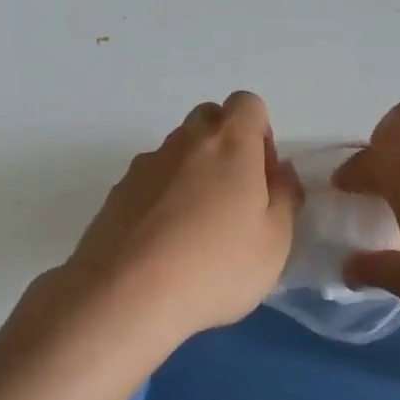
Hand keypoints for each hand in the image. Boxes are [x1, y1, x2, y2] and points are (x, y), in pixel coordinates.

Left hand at [53, 92, 301, 351]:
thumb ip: (284, 197)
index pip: (247, 104)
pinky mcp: (115, 194)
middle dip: (225, 145)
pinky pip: (149, 182)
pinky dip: (161, 199)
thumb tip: (280, 172)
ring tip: (197, 229)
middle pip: (208, 119)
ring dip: (192, 173)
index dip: (260, 132)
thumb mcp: (275, 241)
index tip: (263, 175)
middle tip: (234, 198)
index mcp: (230, 143)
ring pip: (176, 151)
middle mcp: (185, 142)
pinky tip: (164, 245)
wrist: (125, 296)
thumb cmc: (216, 266)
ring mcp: (144, 165)